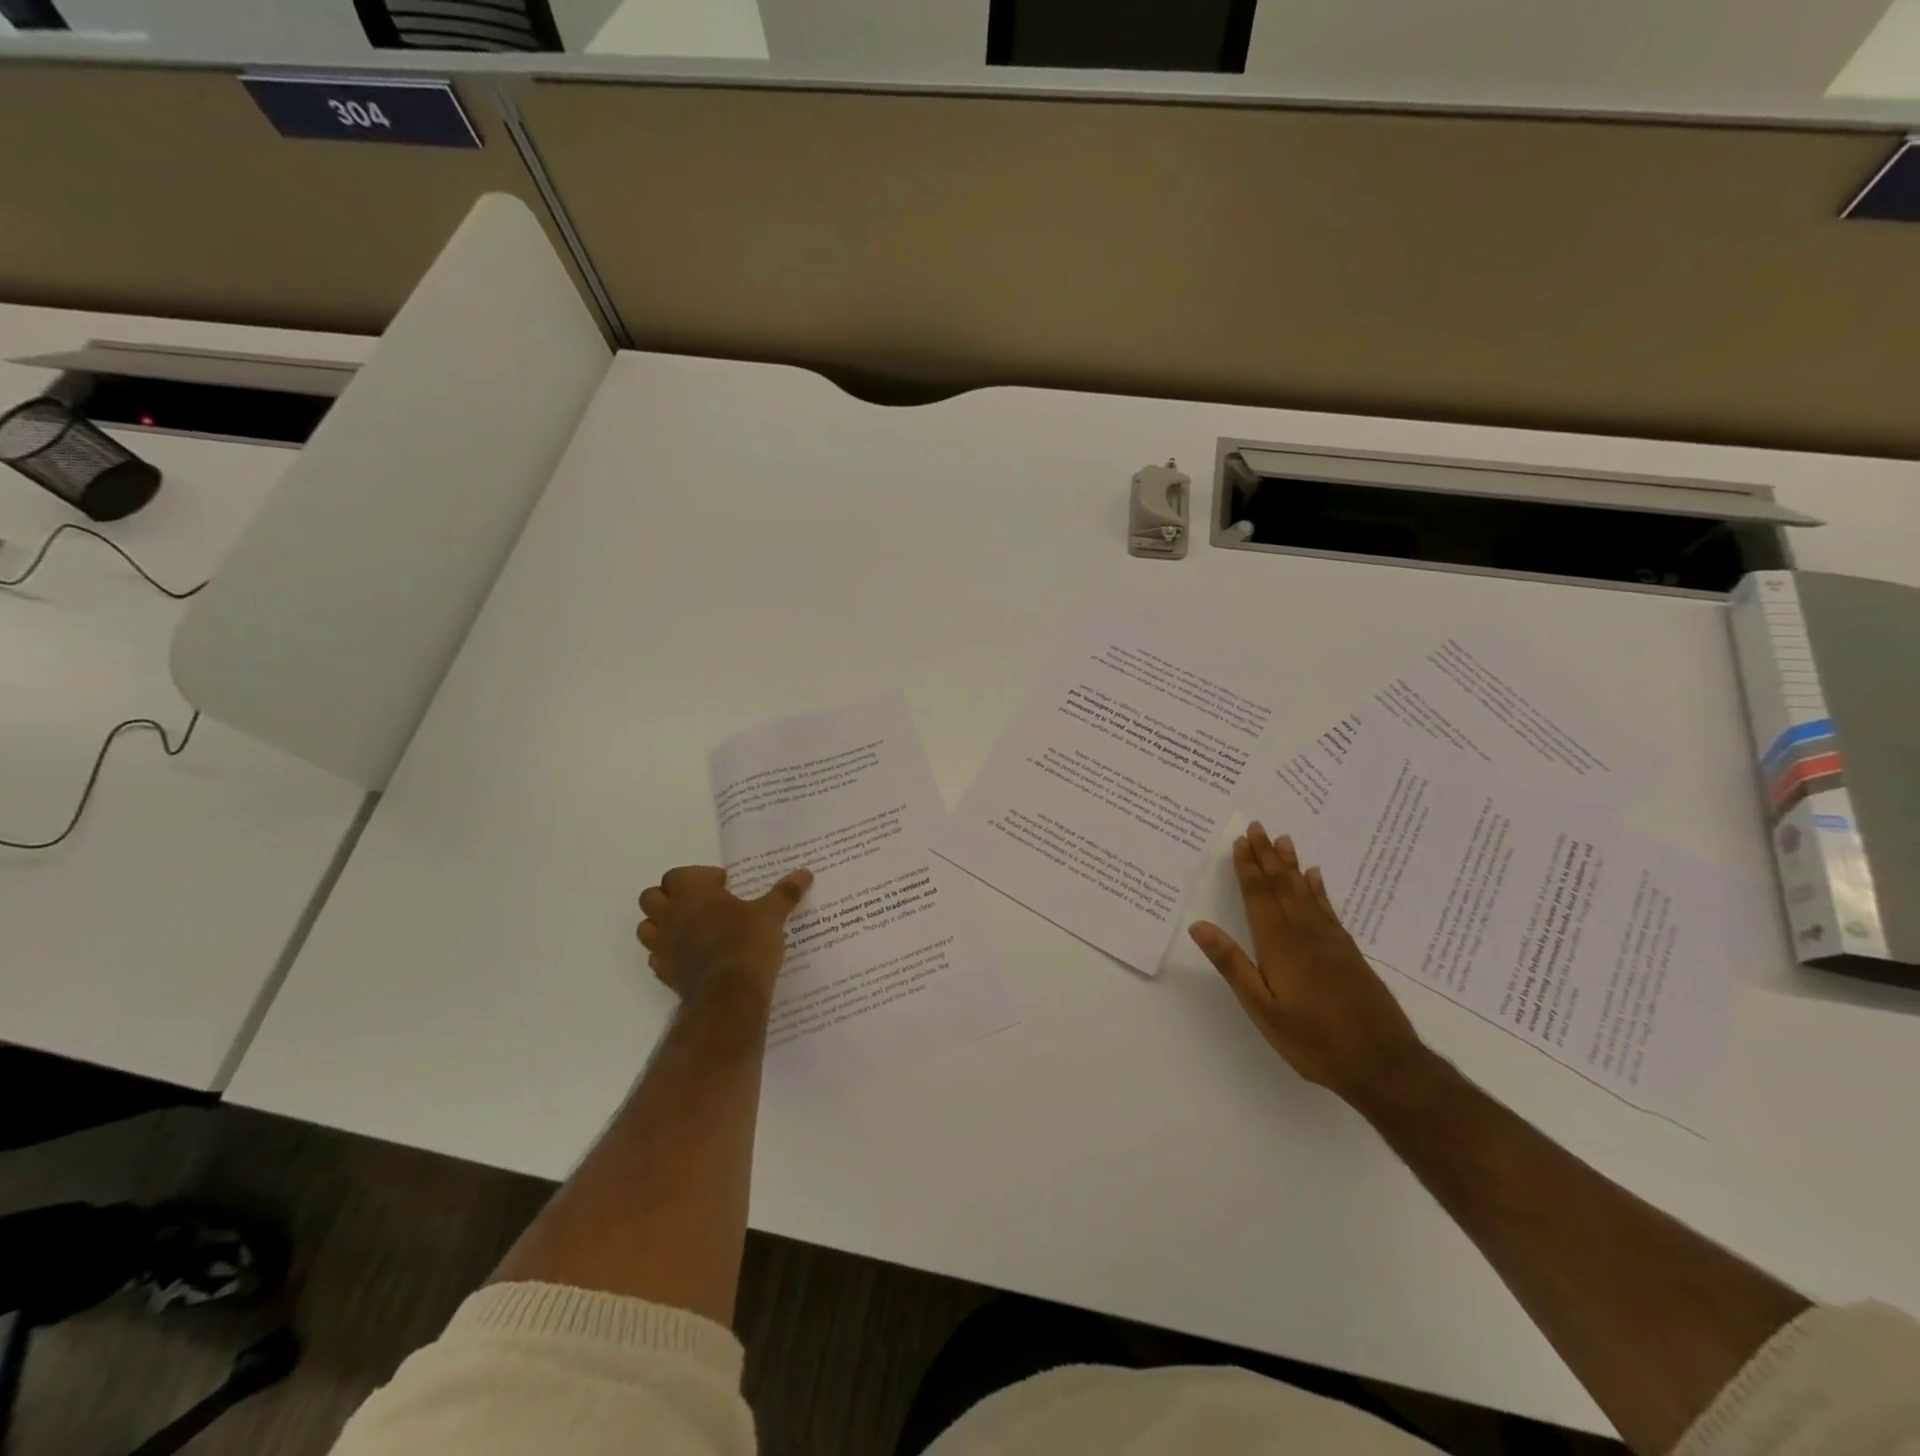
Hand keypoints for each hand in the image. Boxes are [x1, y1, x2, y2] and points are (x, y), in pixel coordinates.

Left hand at [637, 865, 813, 1005]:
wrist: (730, 994)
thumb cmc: (748, 942)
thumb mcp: (772, 914)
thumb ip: (785, 892)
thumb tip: (805, 872)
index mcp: (692, 893)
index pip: (677, 874)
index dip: (698, 877)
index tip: (722, 886)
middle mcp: (670, 915)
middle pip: (651, 897)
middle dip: (671, 897)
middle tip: (701, 904)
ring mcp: (663, 945)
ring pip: (646, 927)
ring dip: (663, 924)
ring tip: (692, 928)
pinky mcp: (664, 972)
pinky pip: (656, 956)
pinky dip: (668, 952)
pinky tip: (691, 956)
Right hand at [1189, 823, 1423, 1104]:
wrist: (1383, 1063)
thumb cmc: (1313, 1039)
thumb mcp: (1262, 1008)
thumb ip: (1232, 964)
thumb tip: (1199, 925)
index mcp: (1279, 944)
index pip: (1259, 896)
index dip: (1248, 868)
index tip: (1240, 841)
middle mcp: (1305, 933)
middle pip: (1282, 886)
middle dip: (1267, 856)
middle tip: (1258, 827)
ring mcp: (1331, 941)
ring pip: (1306, 892)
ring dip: (1292, 865)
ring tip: (1284, 840)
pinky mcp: (1349, 953)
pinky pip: (1329, 909)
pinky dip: (1320, 889)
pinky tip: (1316, 877)